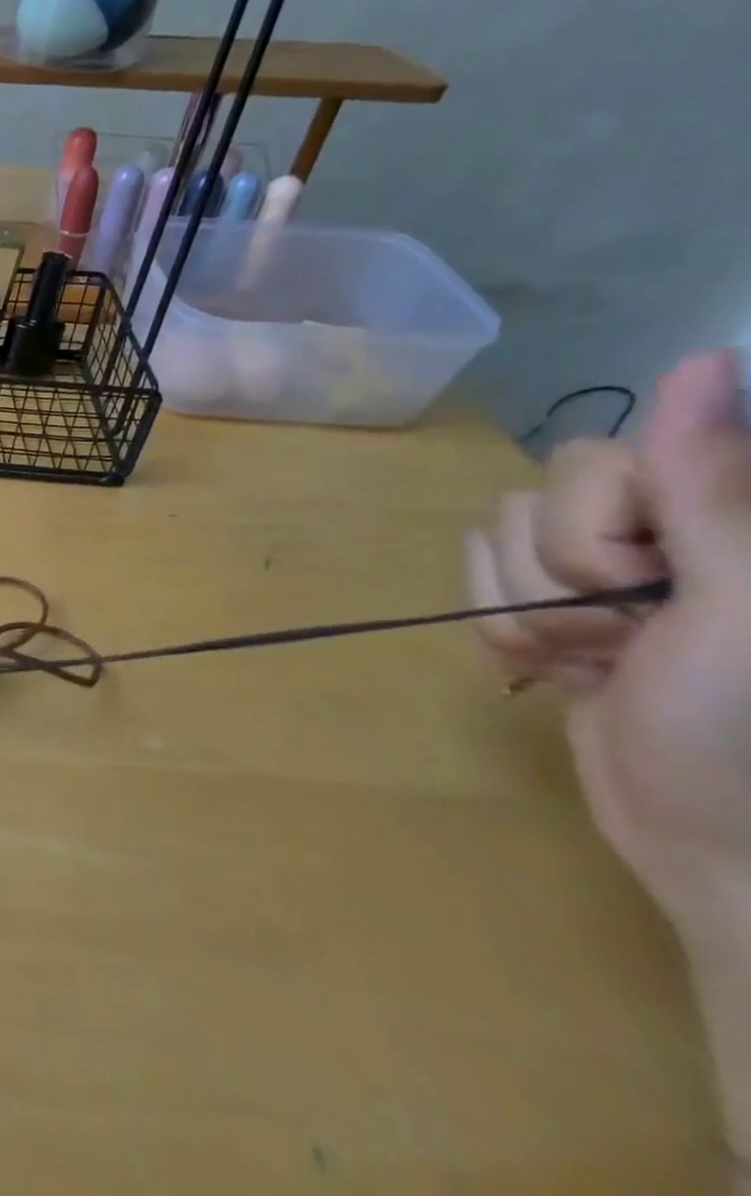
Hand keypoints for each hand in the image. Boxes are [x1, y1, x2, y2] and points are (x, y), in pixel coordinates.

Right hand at [467, 350, 750, 912]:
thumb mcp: (738, 610)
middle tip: (629, 639)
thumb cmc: (739, 731)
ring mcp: (602, 570)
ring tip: (597, 663)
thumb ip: (709, 491)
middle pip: (532, 503)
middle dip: (558, 583)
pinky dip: (508, 634)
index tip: (652, 593)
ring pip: (495, 544)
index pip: (595, 464)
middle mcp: (658, 528)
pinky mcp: (555, 606)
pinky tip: (567, 669)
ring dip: (529, 615)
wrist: (707, 843)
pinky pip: (478, 582)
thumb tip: (702, 360)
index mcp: (709, 517)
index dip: (600, 533)